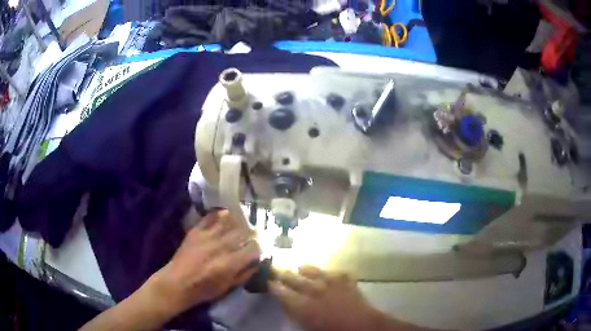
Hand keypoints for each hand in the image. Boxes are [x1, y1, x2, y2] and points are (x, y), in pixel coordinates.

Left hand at [148, 210, 260, 315]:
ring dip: (237, 222)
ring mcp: (207, 236)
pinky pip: (210, 217)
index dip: (257, 249)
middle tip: (250, 237)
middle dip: (250, 234)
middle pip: (243, 232)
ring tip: (241, 224)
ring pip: (229, 222)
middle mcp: (221, 246)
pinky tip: (225, 214)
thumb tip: (256, 262)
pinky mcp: (196, 231)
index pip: (253, 248)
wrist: (177, 283)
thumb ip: (244, 274)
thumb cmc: (204, 289)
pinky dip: (219, 214)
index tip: (255, 251)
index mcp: (230, 262)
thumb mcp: (228, 287)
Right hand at [270, 266, 386, 330]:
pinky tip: (330, 274)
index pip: (282, 293)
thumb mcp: (309, 327)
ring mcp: (332, 283)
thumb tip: (288, 305)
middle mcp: (315, 291)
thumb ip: (296, 315)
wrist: (364, 326)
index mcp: (304, 306)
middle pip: (294, 279)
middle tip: (274, 269)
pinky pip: (336, 273)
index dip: (273, 286)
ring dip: (305, 269)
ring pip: (314, 271)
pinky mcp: (347, 281)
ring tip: (300, 267)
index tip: (266, 281)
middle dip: (283, 274)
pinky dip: (331, 273)